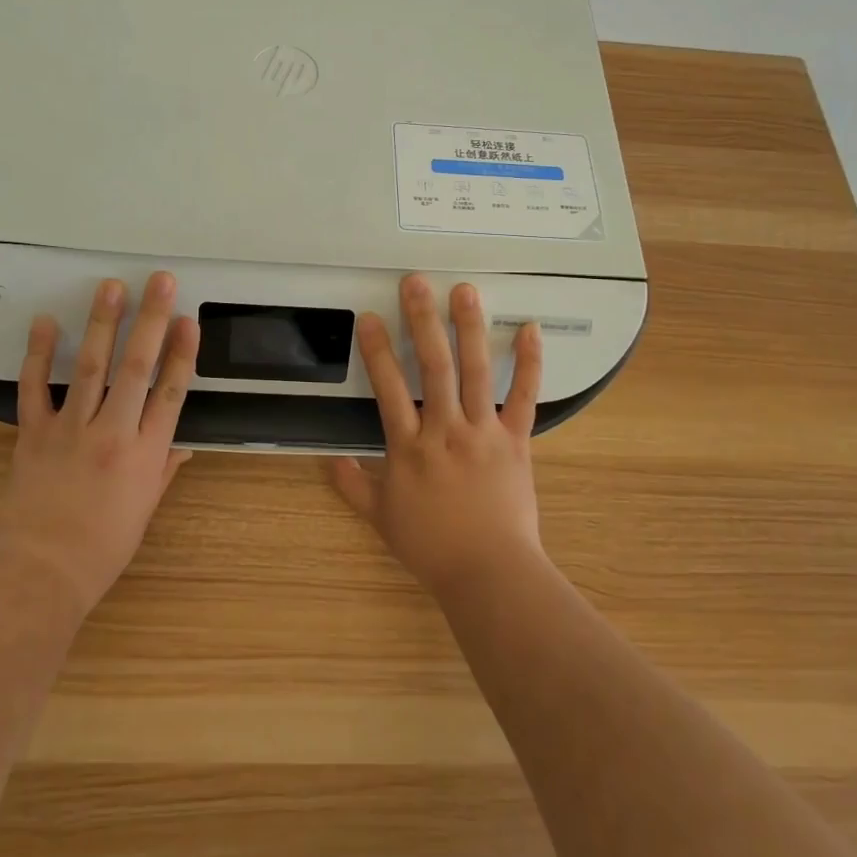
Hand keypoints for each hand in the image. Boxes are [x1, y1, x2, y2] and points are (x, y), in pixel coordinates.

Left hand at [0, 272, 199, 613]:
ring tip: (111, 287)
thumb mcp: (145, 510)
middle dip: (151, 320)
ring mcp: (71, 430)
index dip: (182, 353)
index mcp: (146, 454)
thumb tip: (182, 445)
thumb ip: (163, 470)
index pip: (171, 392)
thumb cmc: (102, 548)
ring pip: (90, 367)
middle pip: (137, 367)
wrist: (42, 572)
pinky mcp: (34, 433)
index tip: (189, 320)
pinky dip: (38, 354)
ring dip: (103, 323)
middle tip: (160, 282)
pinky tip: (44, 322)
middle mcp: (113, 432)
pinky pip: (34, 388)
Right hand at [330, 273, 543, 596]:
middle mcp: (445, 430)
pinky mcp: (516, 441)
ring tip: (464, 291)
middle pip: (433, 367)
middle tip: (416, 283)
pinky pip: (525, 397)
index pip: (388, 388)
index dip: (376, 350)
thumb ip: (352, 486)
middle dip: (422, 321)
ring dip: (470, 328)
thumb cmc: (432, 546)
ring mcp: (483, 432)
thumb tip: (327, 460)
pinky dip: (529, 363)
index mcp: (409, 447)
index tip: (369, 317)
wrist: (489, 573)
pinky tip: (529, 329)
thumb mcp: (382, 517)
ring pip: (476, 373)